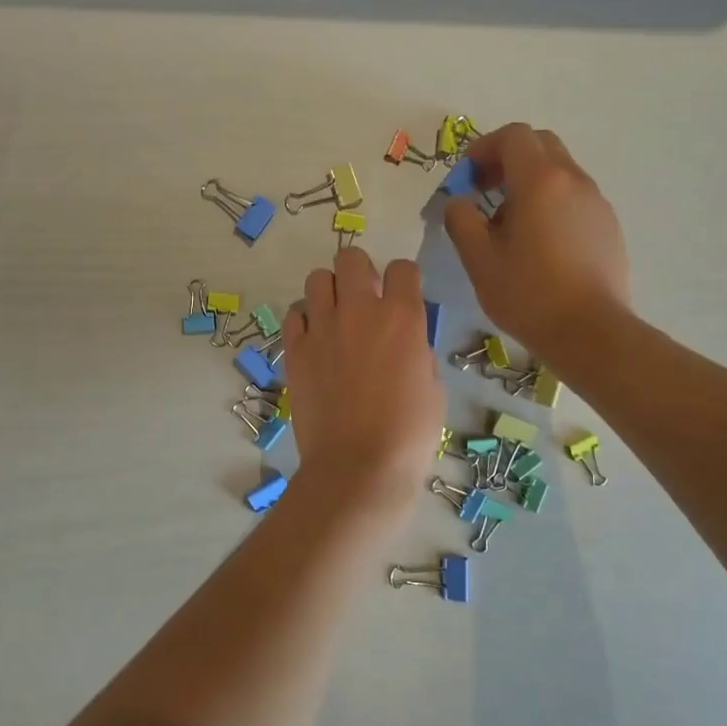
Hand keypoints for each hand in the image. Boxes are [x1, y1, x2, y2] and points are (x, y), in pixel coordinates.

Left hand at [282, 248, 444, 521]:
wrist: (359, 466)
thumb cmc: (408, 433)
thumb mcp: (432, 386)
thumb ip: (416, 349)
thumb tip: (403, 340)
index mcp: (402, 317)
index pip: (402, 268)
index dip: (404, 280)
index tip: (402, 296)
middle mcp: (359, 311)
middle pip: (351, 258)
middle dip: (360, 272)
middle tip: (364, 300)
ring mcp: (321, 328)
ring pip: (317, 279)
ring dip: (329, 292)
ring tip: (335, 317)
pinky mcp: (294, 350)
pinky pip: (294, 314)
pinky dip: (304, 320)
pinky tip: (314, 340)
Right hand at [442, 123, 631, 367]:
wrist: (591, 332)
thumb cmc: (528, 295)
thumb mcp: (479, 260)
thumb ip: (461, 221)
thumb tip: (458, 202)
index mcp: (540, 181)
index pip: (513, 137)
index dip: (484, 148)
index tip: (467, 177)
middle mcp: (573, 181)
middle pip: (540, 145)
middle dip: (508, 159)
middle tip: (485, 190)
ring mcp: (596, 203)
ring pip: (559, 172)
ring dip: (529, 183)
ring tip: (508, 226)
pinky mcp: (608, 226)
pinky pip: (574, 198)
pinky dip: (550, 203)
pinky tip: (538, 244)